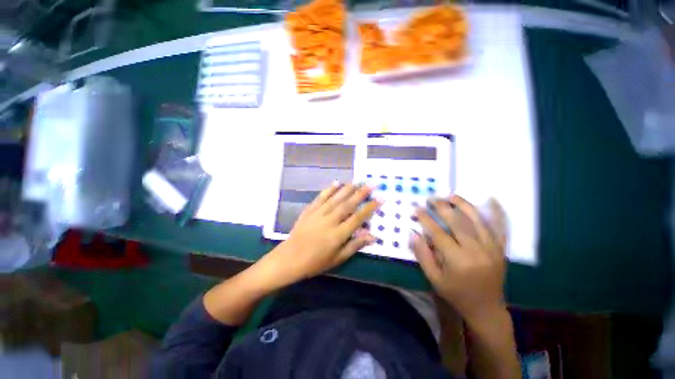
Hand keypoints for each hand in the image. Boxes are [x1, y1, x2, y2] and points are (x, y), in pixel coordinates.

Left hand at [266, 182, 379, 284]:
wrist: (289, 259)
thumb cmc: (315, 262)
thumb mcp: (337, 258)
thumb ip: (355, 245)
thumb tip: (372, 236)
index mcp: (338, 234)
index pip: (358, 217)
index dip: (370, 208)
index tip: (380, 199)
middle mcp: (330, 220)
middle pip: (348, 204)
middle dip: (361, 193)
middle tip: (371, 184)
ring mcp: (318, 213)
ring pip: (335, 198)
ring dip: (347, 188)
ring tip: (357, 181)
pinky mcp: (309, 210)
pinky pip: (320, 197)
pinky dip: (329, 189)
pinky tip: (336, 183)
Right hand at [411, 195, 507, 325]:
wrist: (486, 309)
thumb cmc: (456, 294)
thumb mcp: (434, 278)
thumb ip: (422, 255)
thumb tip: (413, 233)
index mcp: (458, 260)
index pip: (438, 233)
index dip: (425, 219)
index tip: (416, 208)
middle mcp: (476, 251)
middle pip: (458, 222)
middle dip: (442, 207)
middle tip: (431, 198)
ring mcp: (491, 248)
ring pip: (477, 220)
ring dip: (463, 205)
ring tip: (451, 195)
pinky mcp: (500, 249)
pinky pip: (500, 227)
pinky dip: (497, 212)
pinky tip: (491, 199)